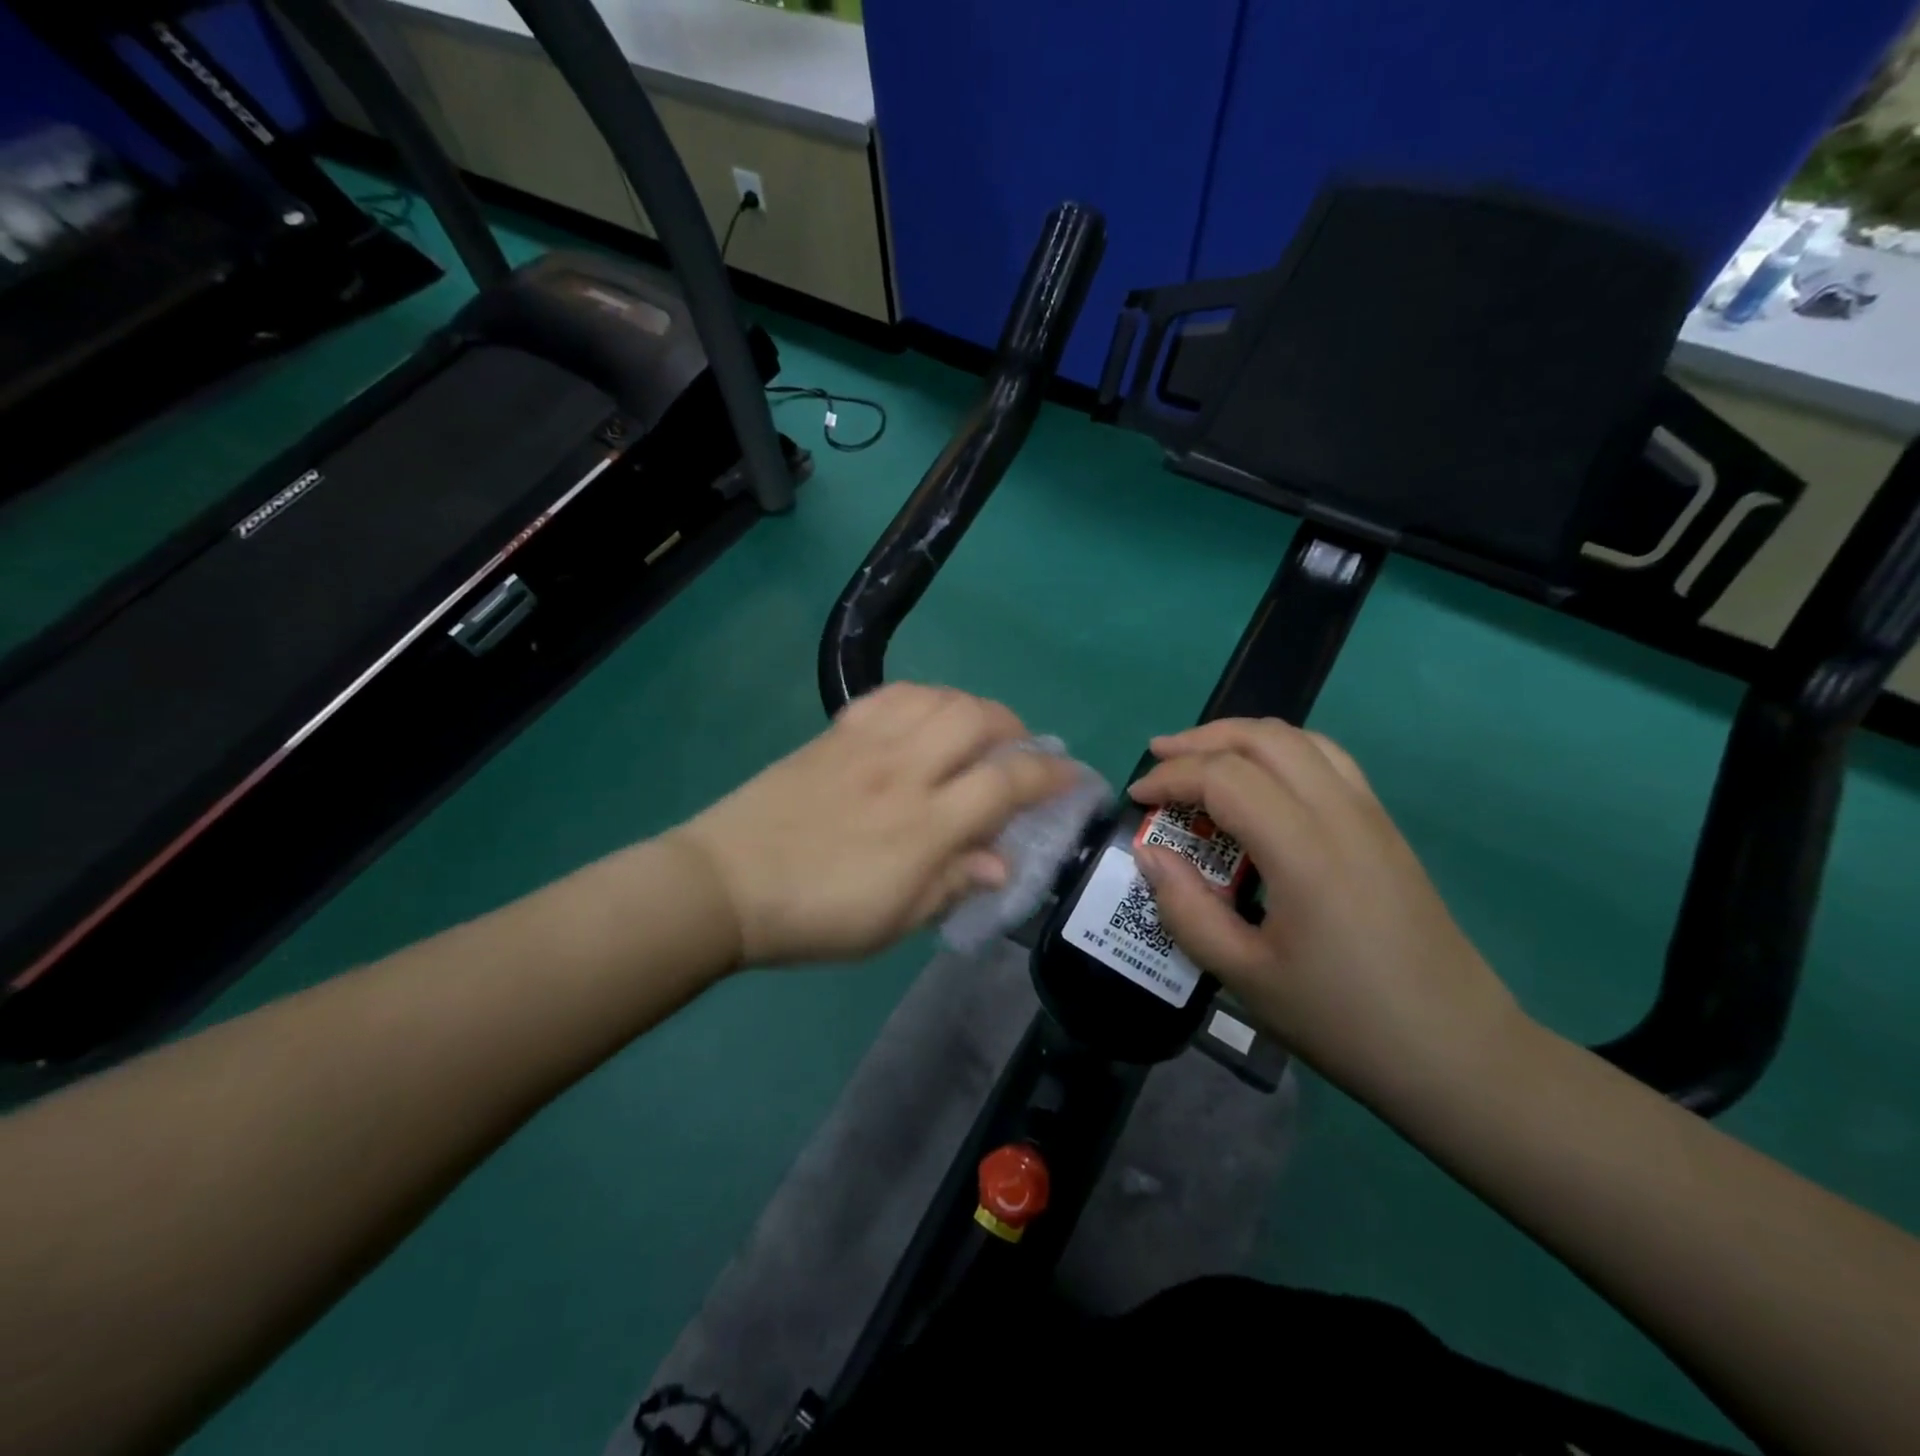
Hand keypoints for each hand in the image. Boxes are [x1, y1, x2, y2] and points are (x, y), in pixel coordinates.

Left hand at [672, 683, 1076, 966]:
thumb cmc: (815, 915)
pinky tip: (925, 715)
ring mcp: (867, 745)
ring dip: (971, 707)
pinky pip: (891, 695)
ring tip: (976, 729)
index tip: (1073, 776)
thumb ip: (953, 884)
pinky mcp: (835, 733)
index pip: (1006, 784)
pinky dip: (923, 697)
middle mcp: (904, 771)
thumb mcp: (894, 920)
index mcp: (925, 825)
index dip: (1050, 776)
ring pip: (938, 698)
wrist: (725, 883)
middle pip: (977, 720)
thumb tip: (1002, 862)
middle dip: (1014, 729)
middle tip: (1019, 751)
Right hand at [1128, 719, 1523, 1096]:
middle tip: (1160, 757)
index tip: (1137, 798)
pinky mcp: (1386, 829)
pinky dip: (1280, 752)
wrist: (1457, 1053)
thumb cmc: (1343, 1020)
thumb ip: (1187, 910)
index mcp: (1304, 850)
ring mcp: (1371, 816)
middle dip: (1203, 739)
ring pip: (1302, 739)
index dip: (1172, 778)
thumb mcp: (1244, 976)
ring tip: (1203, 758)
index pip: (1225, 778)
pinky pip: (1328, 761)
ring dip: (1243, 737)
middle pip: (1265, 738)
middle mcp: (1341, 814)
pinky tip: (1260, 784)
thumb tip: (1150, 855)